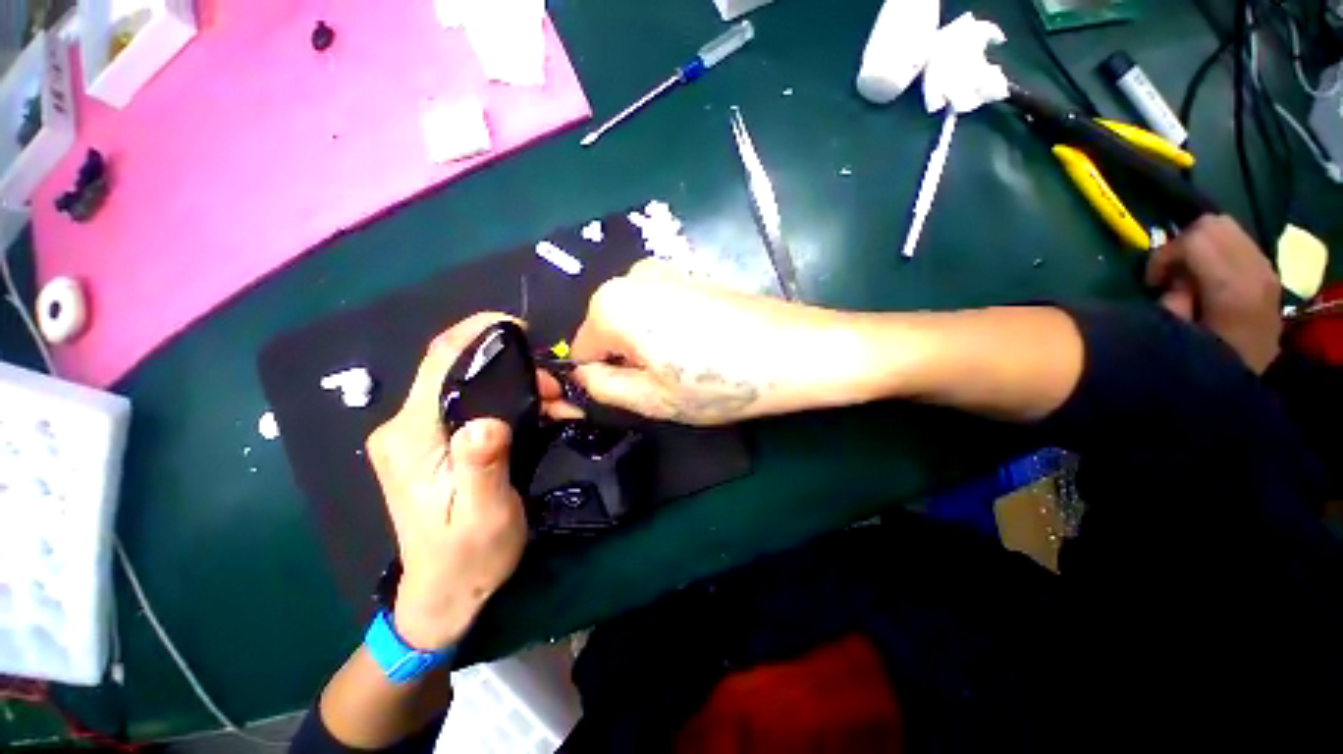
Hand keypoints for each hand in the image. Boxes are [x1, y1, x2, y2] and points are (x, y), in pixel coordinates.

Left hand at [365, 313, 569, 649]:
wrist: (444, 592)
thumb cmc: (468, 556)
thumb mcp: (483, 514)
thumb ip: (481, 465)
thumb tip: (487, 421)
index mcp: (411, 438)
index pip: (439, 362)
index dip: (476, 333)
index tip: (518, 327)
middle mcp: (405, 427)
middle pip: (457, 370)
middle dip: (511, 367)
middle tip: (555, 388)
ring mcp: (418, 434)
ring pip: (469, 385)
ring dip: (516, 386)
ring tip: (556, 404)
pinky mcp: (433, 442)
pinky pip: (471, 403)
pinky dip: (508, 401)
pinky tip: (539, 415)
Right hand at [570, 260, 868, 424]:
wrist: (798, 350)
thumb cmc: (722, 381)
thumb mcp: (654, 399)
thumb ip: (605, 387)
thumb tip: (585, 374)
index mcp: (612, 303)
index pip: (582, 350)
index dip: (605, 378)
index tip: (638, 394)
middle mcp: (631, 276)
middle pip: (609, 331)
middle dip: (629, 360)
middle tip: (667, 383)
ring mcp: (665, 270)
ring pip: (635, 322)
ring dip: (650, 347)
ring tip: (689, 366)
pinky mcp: (691, 274)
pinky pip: (659, 310)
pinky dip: (670, 332)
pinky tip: (702, 347)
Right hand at [1146, 215, 1282, 372]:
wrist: (1246, 379)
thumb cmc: (1204, 360)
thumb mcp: (1173, 335)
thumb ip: (1172, 299)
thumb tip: (1175, 282)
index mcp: (1233, 287)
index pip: (1194, 239)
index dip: (1164, 255)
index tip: (1152, 282)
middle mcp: (1256, 270)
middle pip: (1212, 224)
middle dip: (1182, 243)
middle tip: (1169, 273)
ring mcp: (1267, 269)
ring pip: (1226, 226)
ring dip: (1200, 244)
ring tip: (1188, 273)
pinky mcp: (1268, 271)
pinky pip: (1238, 241)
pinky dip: (1216, 250)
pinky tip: (1208, 276)